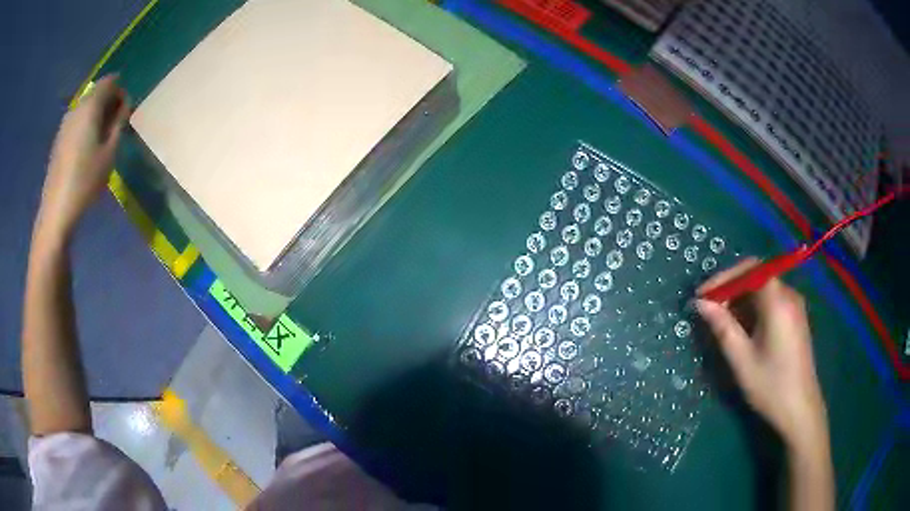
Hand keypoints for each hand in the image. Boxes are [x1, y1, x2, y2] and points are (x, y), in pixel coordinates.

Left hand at [38, 75, 129, 238]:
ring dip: (96, 115)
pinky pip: (77, 121)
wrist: (56, 210)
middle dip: (109, 102)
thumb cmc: (85, 181)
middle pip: (96, 93)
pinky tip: (87, 148)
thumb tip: (124, 106)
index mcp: (90, 106)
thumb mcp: (110, 153)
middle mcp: (76, 108)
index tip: (125, 111)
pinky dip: (85, 126)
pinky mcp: (59, 139)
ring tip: (102, 139)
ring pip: (86, 107)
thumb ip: (119, 124)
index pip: (110, 81)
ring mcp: (65, 123)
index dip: (121, 91)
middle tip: (116, 125)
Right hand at [695, 258, 827, 449]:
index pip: (749, 269)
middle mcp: (788, 295)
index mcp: (777, 301)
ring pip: (763, 290)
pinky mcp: (795, 319)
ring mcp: (794, 306)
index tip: (702, 296)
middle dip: (731, 288)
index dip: (723, 278)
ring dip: (741, 300)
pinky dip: (753, 308)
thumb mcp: (742, 360)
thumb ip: (722, 327)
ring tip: (723, 322)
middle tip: (709, 309)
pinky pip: (771, 302)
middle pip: (757, 276)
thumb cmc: (771, 385)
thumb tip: (701, 304)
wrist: (800, 409)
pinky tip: (743, 329)